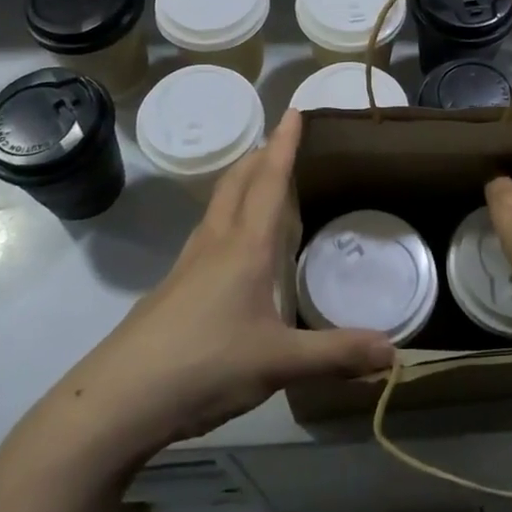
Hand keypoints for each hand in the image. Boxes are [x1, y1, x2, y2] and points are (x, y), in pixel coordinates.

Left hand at [17, 112, 395, 468]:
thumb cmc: (204, 366)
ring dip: (239, 185)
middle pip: (236, 184)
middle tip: (279, 141)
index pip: (268, 181)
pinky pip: (206, 237)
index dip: (283, 145)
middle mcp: (214, 246)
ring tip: (259, 185)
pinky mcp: (170, 292)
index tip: (294, 110)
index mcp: (244, 248)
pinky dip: (227, 221)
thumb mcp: (278, 363)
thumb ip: (336, 355)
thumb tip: (394, 351)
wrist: (117, 401)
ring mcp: (186, 268)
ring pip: (217, 209)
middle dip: (258, 156)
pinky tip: (232, 253)